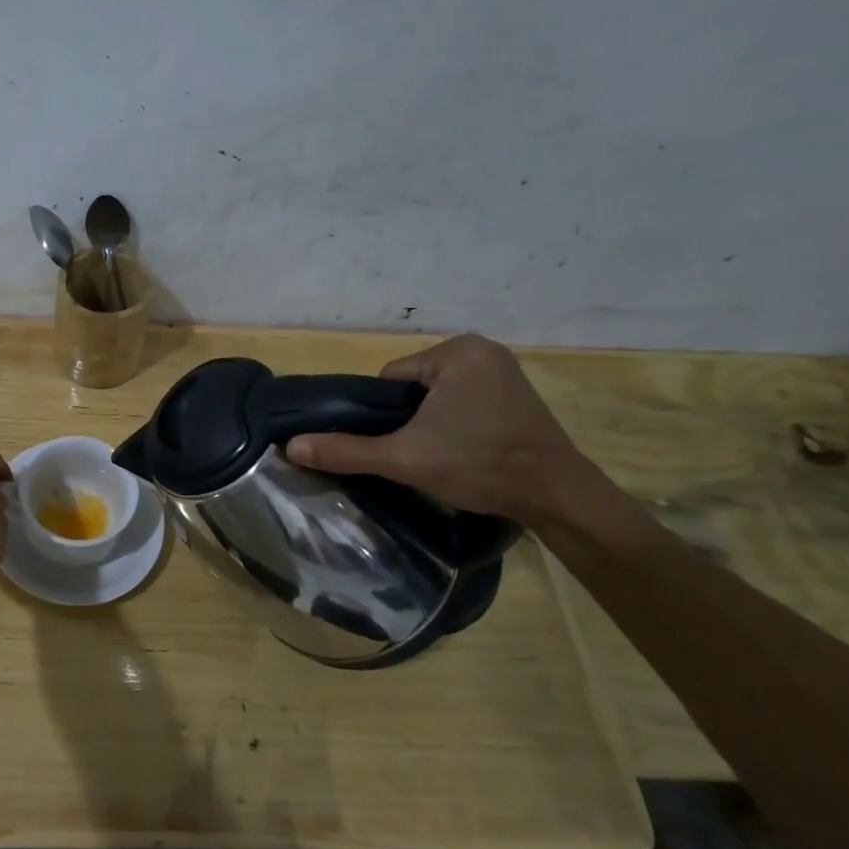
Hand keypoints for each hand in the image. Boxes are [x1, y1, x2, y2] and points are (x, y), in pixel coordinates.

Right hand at [285, 335, 585, 523]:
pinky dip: (457, 425)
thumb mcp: (405, 458)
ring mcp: (505, 372)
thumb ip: (347, 450)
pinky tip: (464, 451)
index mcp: (457, 351)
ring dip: (432, 424)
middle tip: (419, 454)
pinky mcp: (518, 395)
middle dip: (409, 420)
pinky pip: (465, 403)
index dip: (384, 415)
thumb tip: (291, 446)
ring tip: (442, 457)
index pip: (391, 379)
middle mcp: (483, 350)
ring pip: (438, 398)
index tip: (399, 445)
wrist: (557, 497)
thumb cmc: (479, 465)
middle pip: (414, 388)